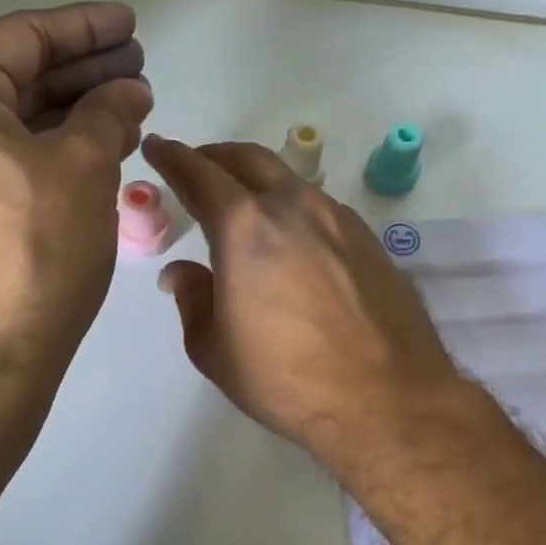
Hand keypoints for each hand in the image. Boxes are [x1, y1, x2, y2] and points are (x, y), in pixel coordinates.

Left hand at [0, 3, 151, 372]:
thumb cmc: (34, 249)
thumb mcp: (84, 167)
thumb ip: (107, 112)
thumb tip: (127, 90)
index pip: (23, 38)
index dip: (86, 29)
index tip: (131, 25)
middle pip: (12, 79)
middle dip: (80, 71)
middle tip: (137, 68)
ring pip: (5, 125)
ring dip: (66, 113)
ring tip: (124, 110)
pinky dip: (42, 151)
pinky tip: (87, 154)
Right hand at [143, 136, 465, 470]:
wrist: (388, 398)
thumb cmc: (287, 379)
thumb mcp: (215, 350)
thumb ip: (193, 299)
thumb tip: (182, 271)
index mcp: (245, 227)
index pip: (199, 175)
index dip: (172, 157)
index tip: (157, 146)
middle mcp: (293, 207)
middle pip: (248, 159)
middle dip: (216, 157)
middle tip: (197, 166)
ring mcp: (338, 219)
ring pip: (289, 180)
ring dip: (258, 181)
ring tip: (244, 204)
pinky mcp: (369, 239)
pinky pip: (320, 208)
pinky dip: (293, 207)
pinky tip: (292, 237)